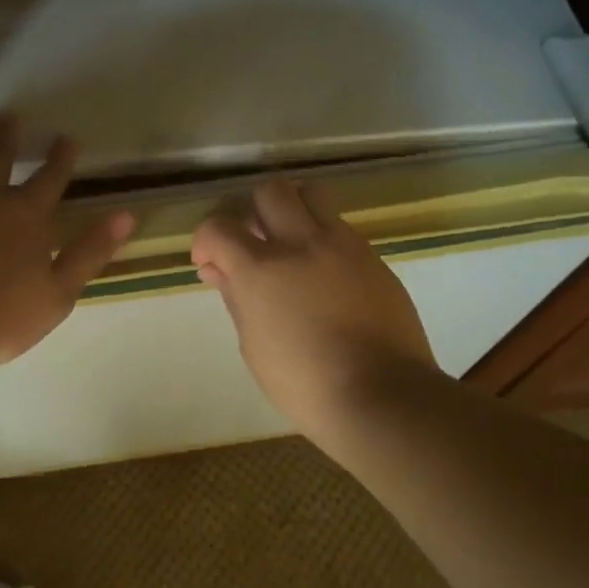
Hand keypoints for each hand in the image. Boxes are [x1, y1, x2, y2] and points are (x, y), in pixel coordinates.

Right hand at [192, 178, 434, 438]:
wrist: (383, 395)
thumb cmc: (305, 383)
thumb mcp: (254, 344)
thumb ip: (235, 297)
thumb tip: (218, 270)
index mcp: (262, 269)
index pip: (218, 226)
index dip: (205, 240)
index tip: (210, 263)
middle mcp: (301, 243)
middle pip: (270, 191)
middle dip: (252, 211)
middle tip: (253, 244)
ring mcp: (343, 246)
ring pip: (312, 195)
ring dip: (292, 211)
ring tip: (290, 246)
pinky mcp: (373, 257)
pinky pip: (341, 227)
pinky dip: (322, 238)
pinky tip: (323, 273)